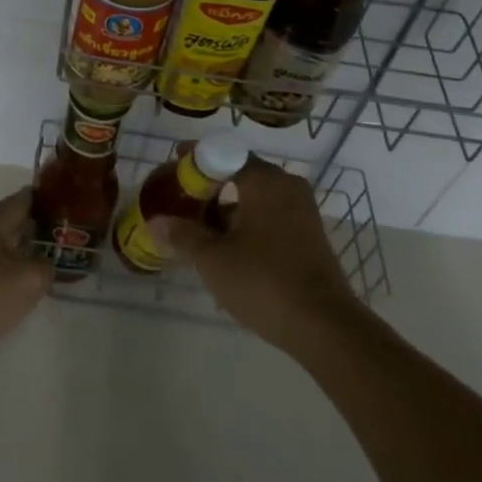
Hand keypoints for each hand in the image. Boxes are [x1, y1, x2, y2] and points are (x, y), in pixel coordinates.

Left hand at [0, 188, 52, 387]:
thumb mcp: (26, 281)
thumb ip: (45, 266)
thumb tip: (45, 263)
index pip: (26, 198)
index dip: (51, 200)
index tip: (74, 208)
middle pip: (14, 222)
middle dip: (40, 230)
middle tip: (70, 242)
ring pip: (2, 249)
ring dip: (24, 255)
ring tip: (51, 268)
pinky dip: (7, 277)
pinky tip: (21, 294)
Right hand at [155, 157, 360, 357]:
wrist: (326, 327)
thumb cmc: (264, 281)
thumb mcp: (213, 259)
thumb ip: (183, 235)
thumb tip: (155, 222)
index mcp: (264, 180)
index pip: (223, 154)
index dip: (195, 158)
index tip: (173, 165)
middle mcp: (287, 186)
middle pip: (240, 175)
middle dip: (209, 188)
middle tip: (183, 204)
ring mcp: (303, 211)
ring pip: (256, 199)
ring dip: (228, 211)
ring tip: (201, 236)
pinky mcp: (311, 236)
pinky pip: (271, 218)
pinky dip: (248, 226)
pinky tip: (230, 254)